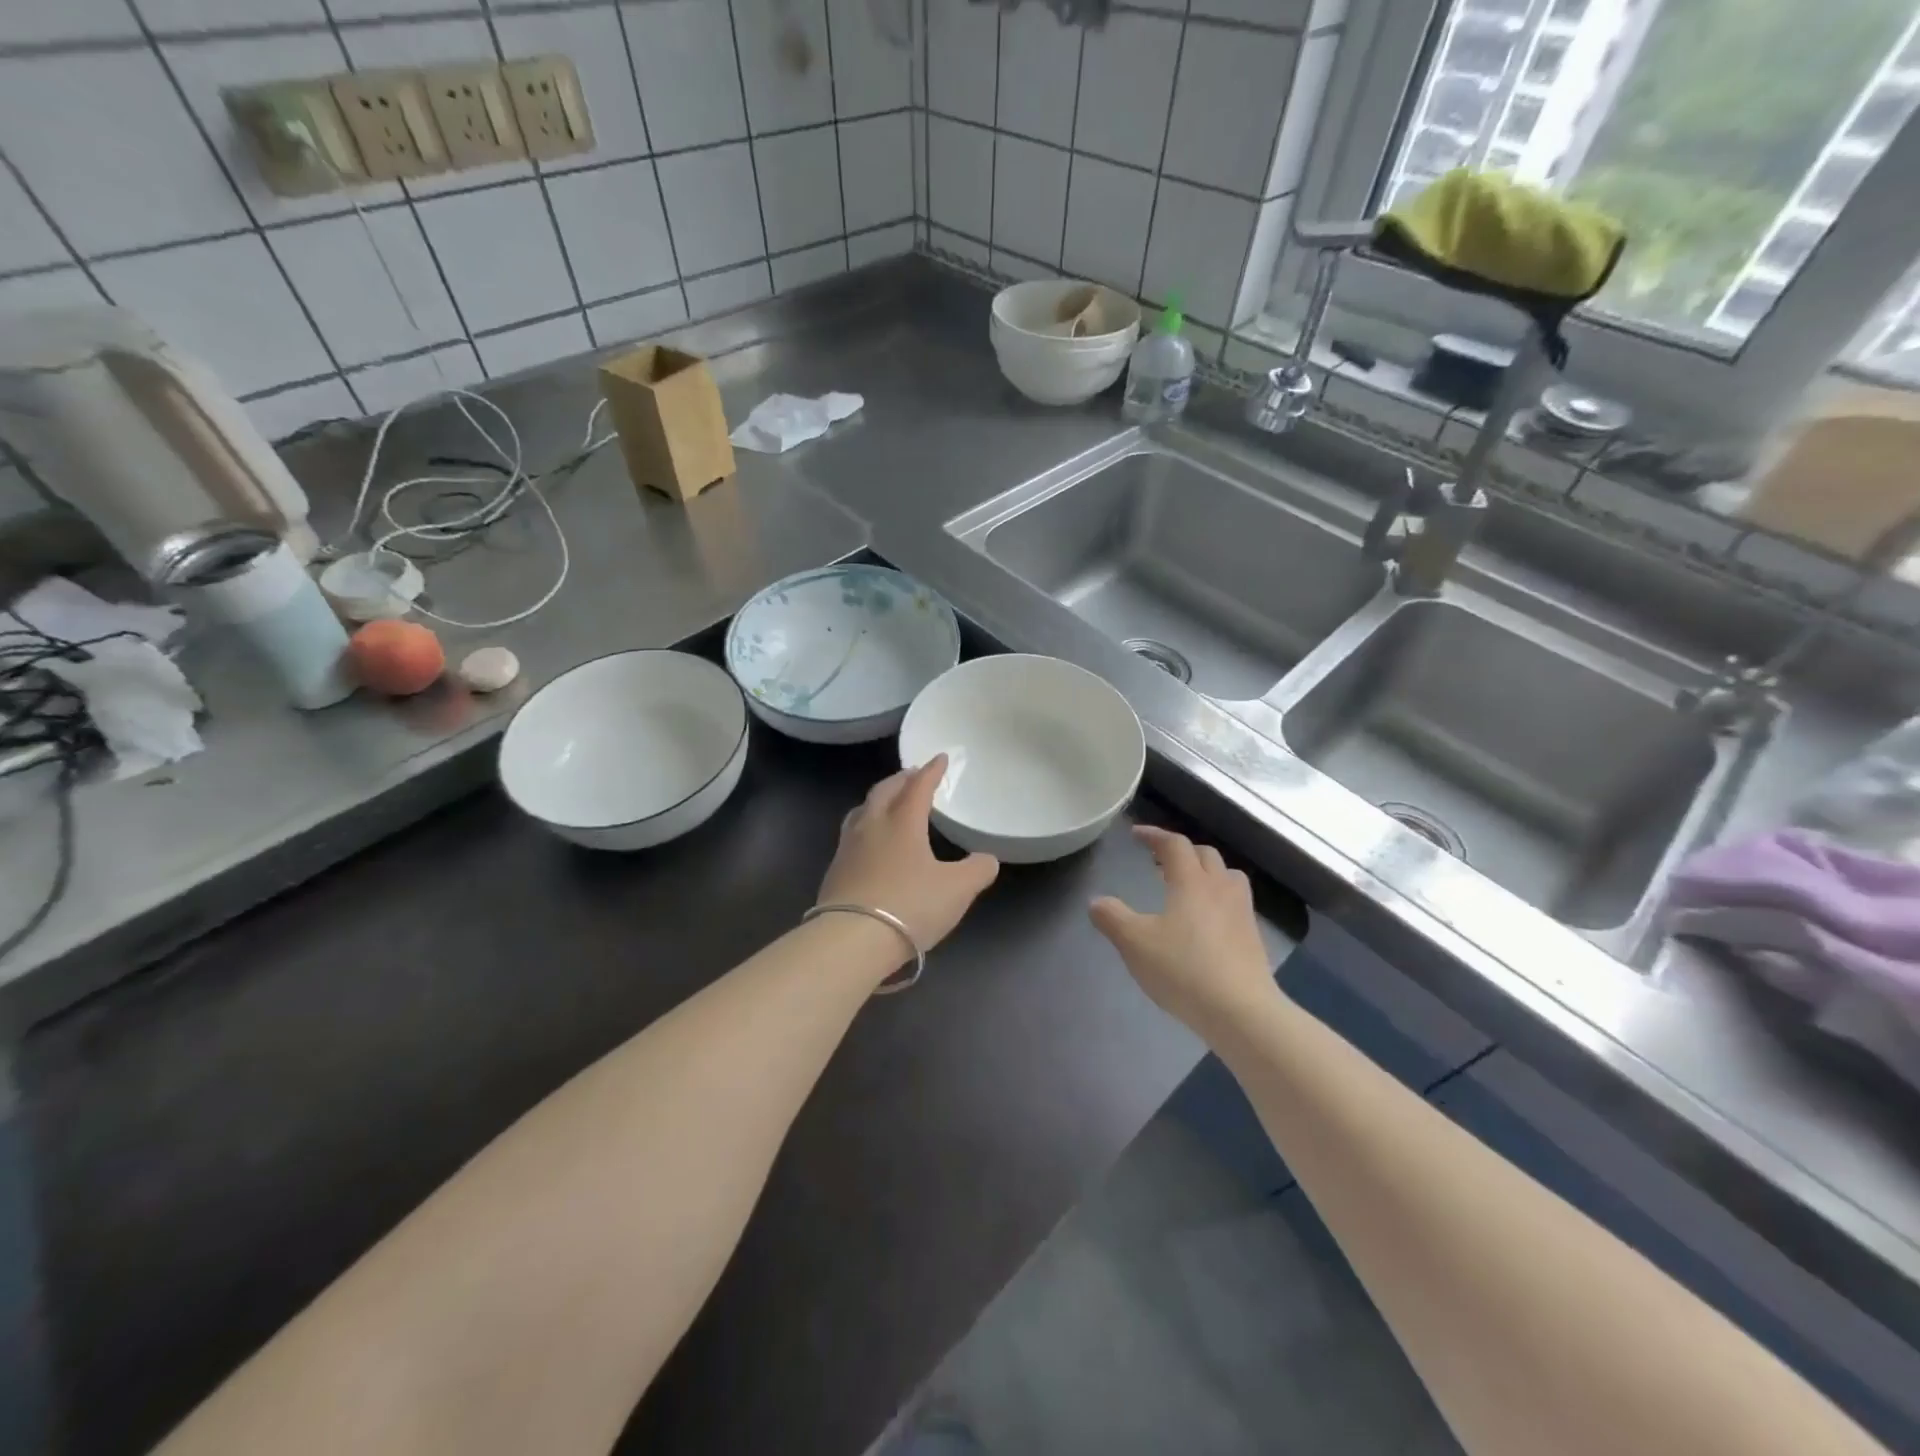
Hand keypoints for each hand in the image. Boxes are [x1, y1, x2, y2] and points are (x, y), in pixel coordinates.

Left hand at [818, 755, 999, 953]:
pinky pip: (851, 836)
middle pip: (884, 791)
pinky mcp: (834, 871)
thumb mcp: (957, 890)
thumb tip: (986, 859)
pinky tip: (870, 844)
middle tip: (913, 775)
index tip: (940, 758)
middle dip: (901, 779)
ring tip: (887, 802)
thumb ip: (977, 870)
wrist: (851, 940)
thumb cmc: (909, 905)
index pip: (918, 787)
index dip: (931, 771)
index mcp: (903, 821)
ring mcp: (848, 848)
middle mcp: (872, 826)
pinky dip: (865, 827)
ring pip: (862, 811)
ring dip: (878, 801)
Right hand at [1090, 826, 1275, 1034]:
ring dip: (1206, 872)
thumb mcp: (1135, 944)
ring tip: (1187, 887)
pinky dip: (1218, 898)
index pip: (1174, 844)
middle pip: (1204, 854)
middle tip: (1159, 862)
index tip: (1136, 834)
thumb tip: (1096, 902)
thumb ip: (1112, 918)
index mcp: (1191, 881)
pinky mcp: (1253, 937)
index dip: (1154, 835)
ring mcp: (1242, 912)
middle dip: (1181, 851)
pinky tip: (1206, 922)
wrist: (1241, 1011)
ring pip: (1227, 876)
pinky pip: (1235, 902)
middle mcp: (1220, 888)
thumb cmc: (1183, 969)